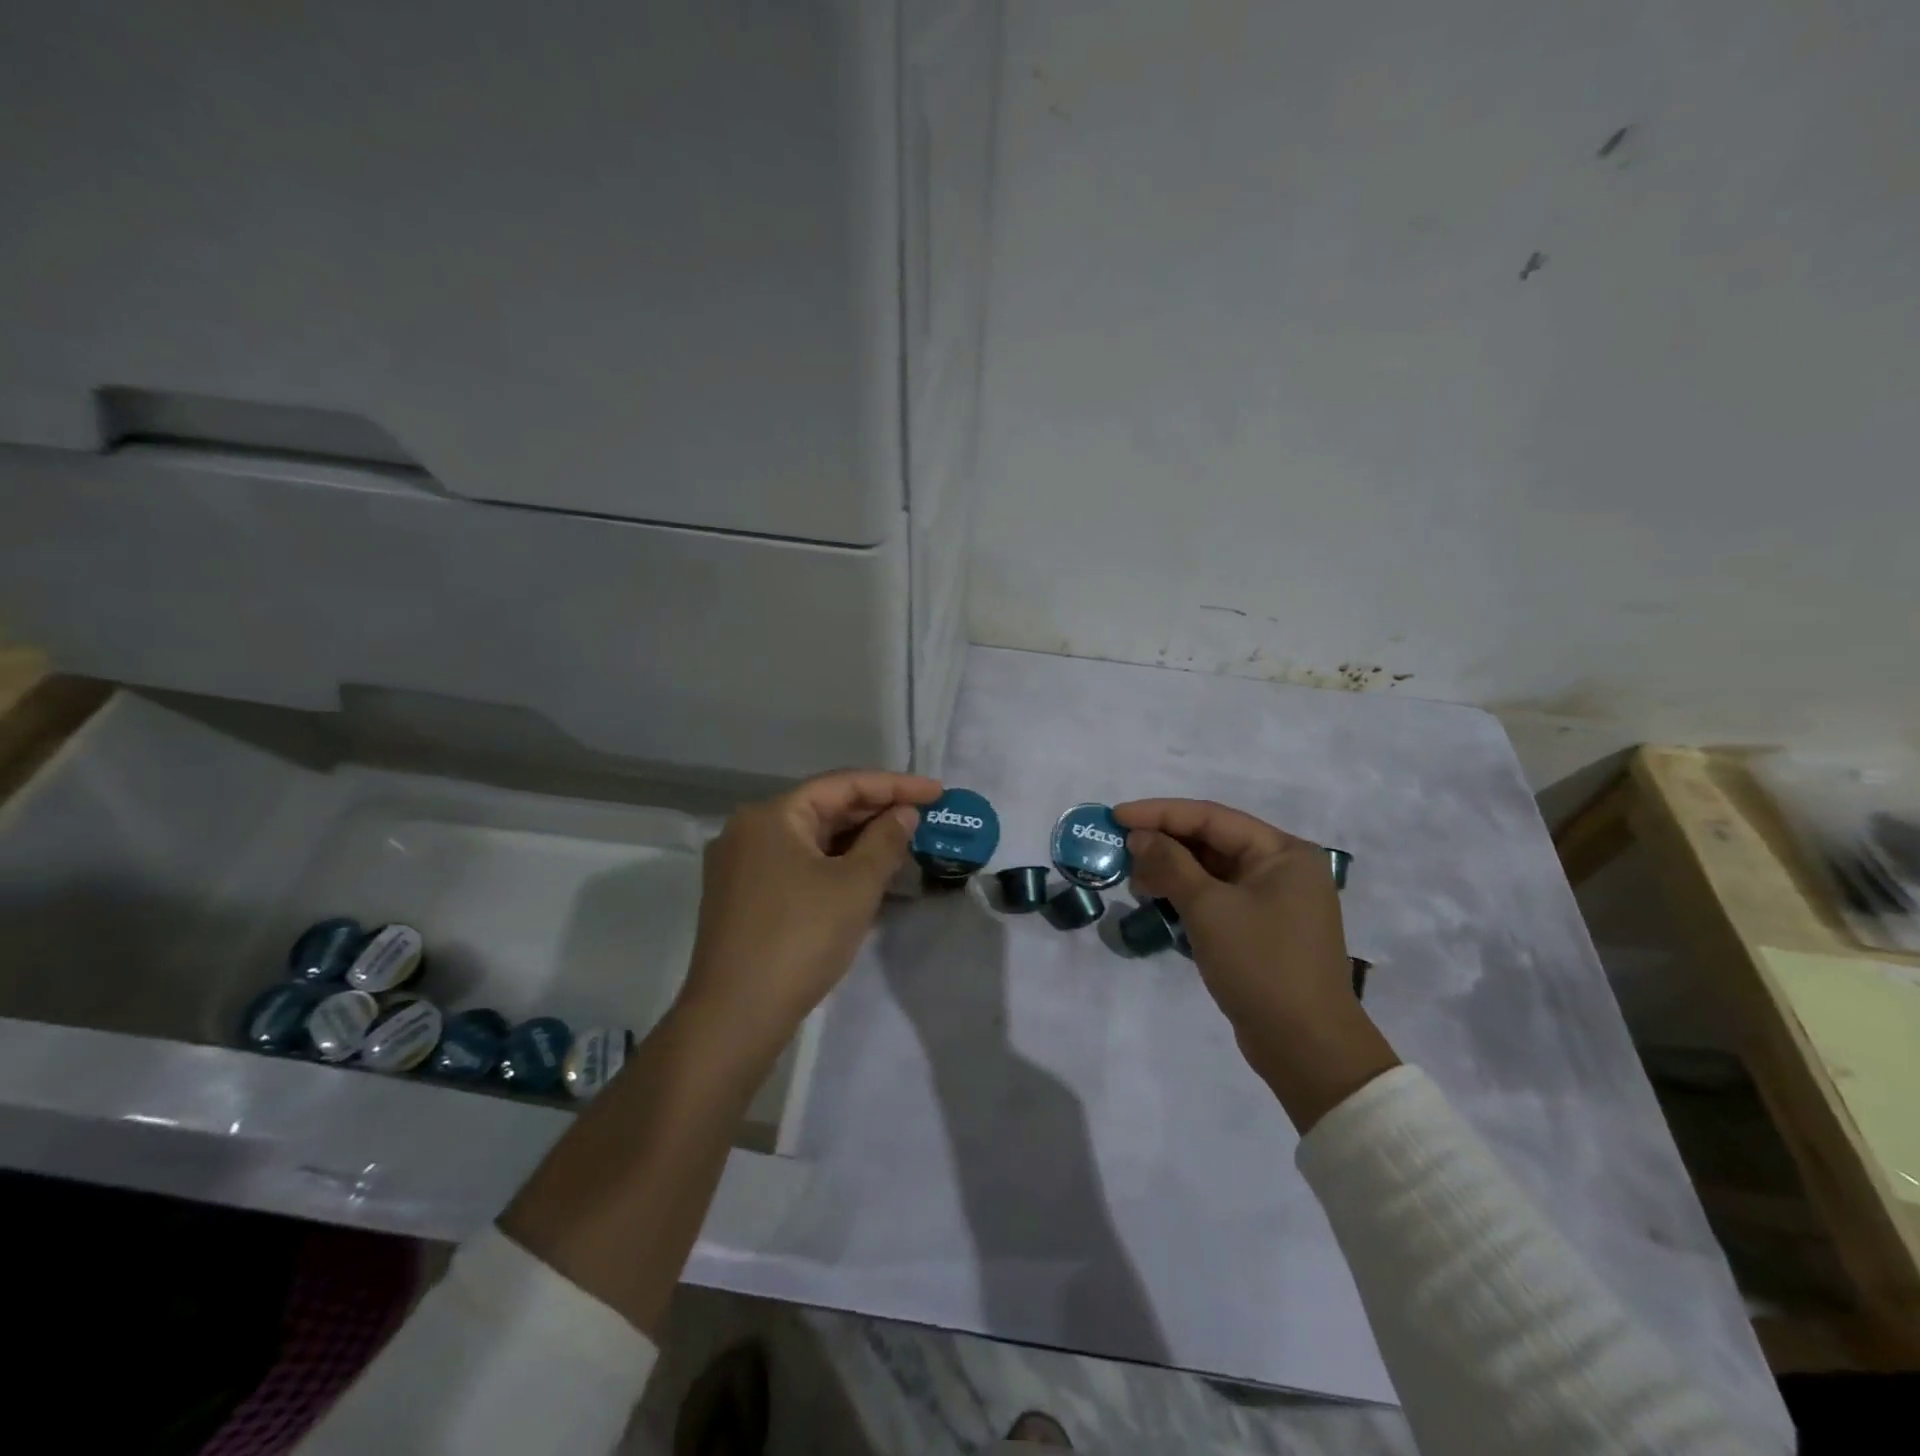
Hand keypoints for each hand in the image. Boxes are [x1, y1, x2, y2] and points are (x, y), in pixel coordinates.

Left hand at [677, 769, 942, 1061]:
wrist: (736, 1016)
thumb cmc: (800, 939)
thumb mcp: (855, 886)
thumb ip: (885, 841)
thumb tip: (904, 813)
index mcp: (772, 815)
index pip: (842, 784)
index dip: (895, 785)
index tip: (937, 792)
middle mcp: (749, 830)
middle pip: (823, 808)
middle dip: (876, 812)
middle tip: (924, 817)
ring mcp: (741, 865)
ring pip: (810, 839)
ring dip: (856, 841)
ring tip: (902, 843)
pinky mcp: (742, 897)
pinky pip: (797, 864)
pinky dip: (833, 864)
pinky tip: (864, 874)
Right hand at [1114, 798, 1398, 1130]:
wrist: (1306, 1047)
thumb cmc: (1260, 964)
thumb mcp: (1209, 908)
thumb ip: (1170, 864)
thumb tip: (1138, 837)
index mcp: (1283, 852)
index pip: (1211, 817)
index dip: (1160, 813)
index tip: (1116, 816)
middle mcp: (1283, 868)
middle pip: (1213, 841)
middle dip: (1164, 842)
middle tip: (1119, 849)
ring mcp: (1275, 901)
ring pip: (1213, 870)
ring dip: (1172, 870)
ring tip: (1133, 879)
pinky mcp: (1262, 929)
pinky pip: (1218, 897)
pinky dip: (1187, 895)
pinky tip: (1157, 901)